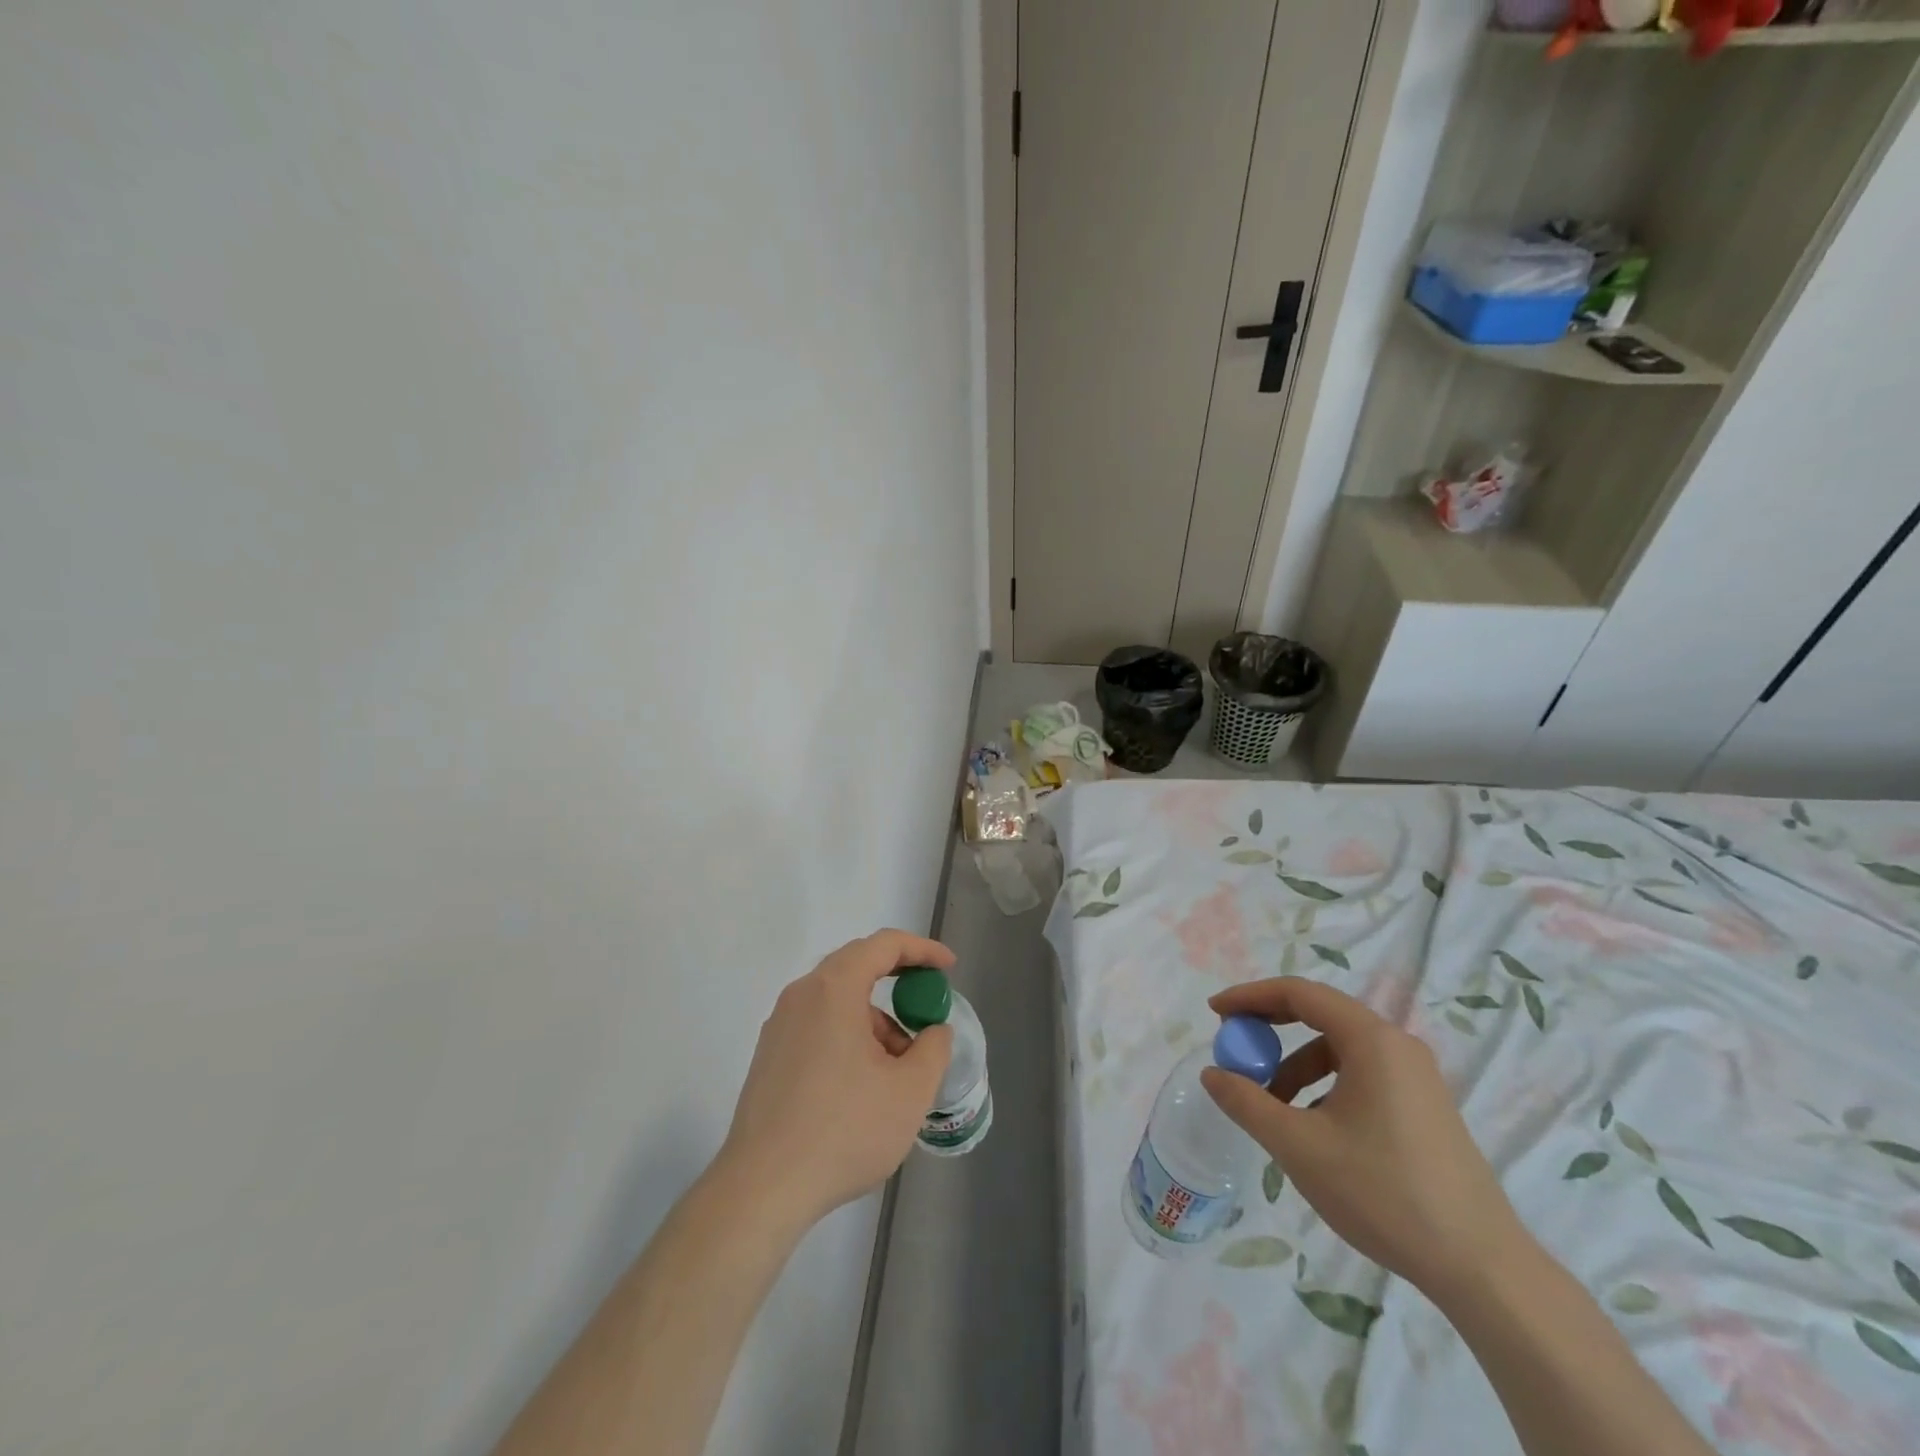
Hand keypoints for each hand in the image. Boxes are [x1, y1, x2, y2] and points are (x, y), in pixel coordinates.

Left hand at [716, 931, 954, 1230]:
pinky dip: (850, 1037)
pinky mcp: (770, 1057)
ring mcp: (780, 1026)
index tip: (948, 968)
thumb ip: (933, 1048)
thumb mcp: (910, 1091)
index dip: (921, 950)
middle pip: (857, 967)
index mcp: (834, 989)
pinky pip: (819, 1026)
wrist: (763, 1188)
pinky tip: (864, 1085)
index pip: (883, 945)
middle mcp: (801, 996)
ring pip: (838, 1002)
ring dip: (875, 1020)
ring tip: (899, 1068)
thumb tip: (933, 1031)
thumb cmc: (844, 1129)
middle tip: (926, 1010)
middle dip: (899, 984)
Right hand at [1200, 977, 1523, 1298]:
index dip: (1251, 997)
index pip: (1299, 993)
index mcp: (1372, 1040)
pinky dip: (1325, 1085)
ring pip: (1339, 1050)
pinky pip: (1361, 1075)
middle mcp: (1397, 1046)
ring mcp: (1416, 1077)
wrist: (1482, 1268)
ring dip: (1296, 1066)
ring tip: (1272, 1107)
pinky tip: (1315, 1130)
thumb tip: (1211, 1073)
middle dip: (1270, 1030)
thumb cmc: (1383, 1193)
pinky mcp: (1425, 1107)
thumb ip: (1247, 1102)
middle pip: (1320, 1015)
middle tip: (1236, 1050)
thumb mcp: (1299, 1146)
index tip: (1215, 1013)